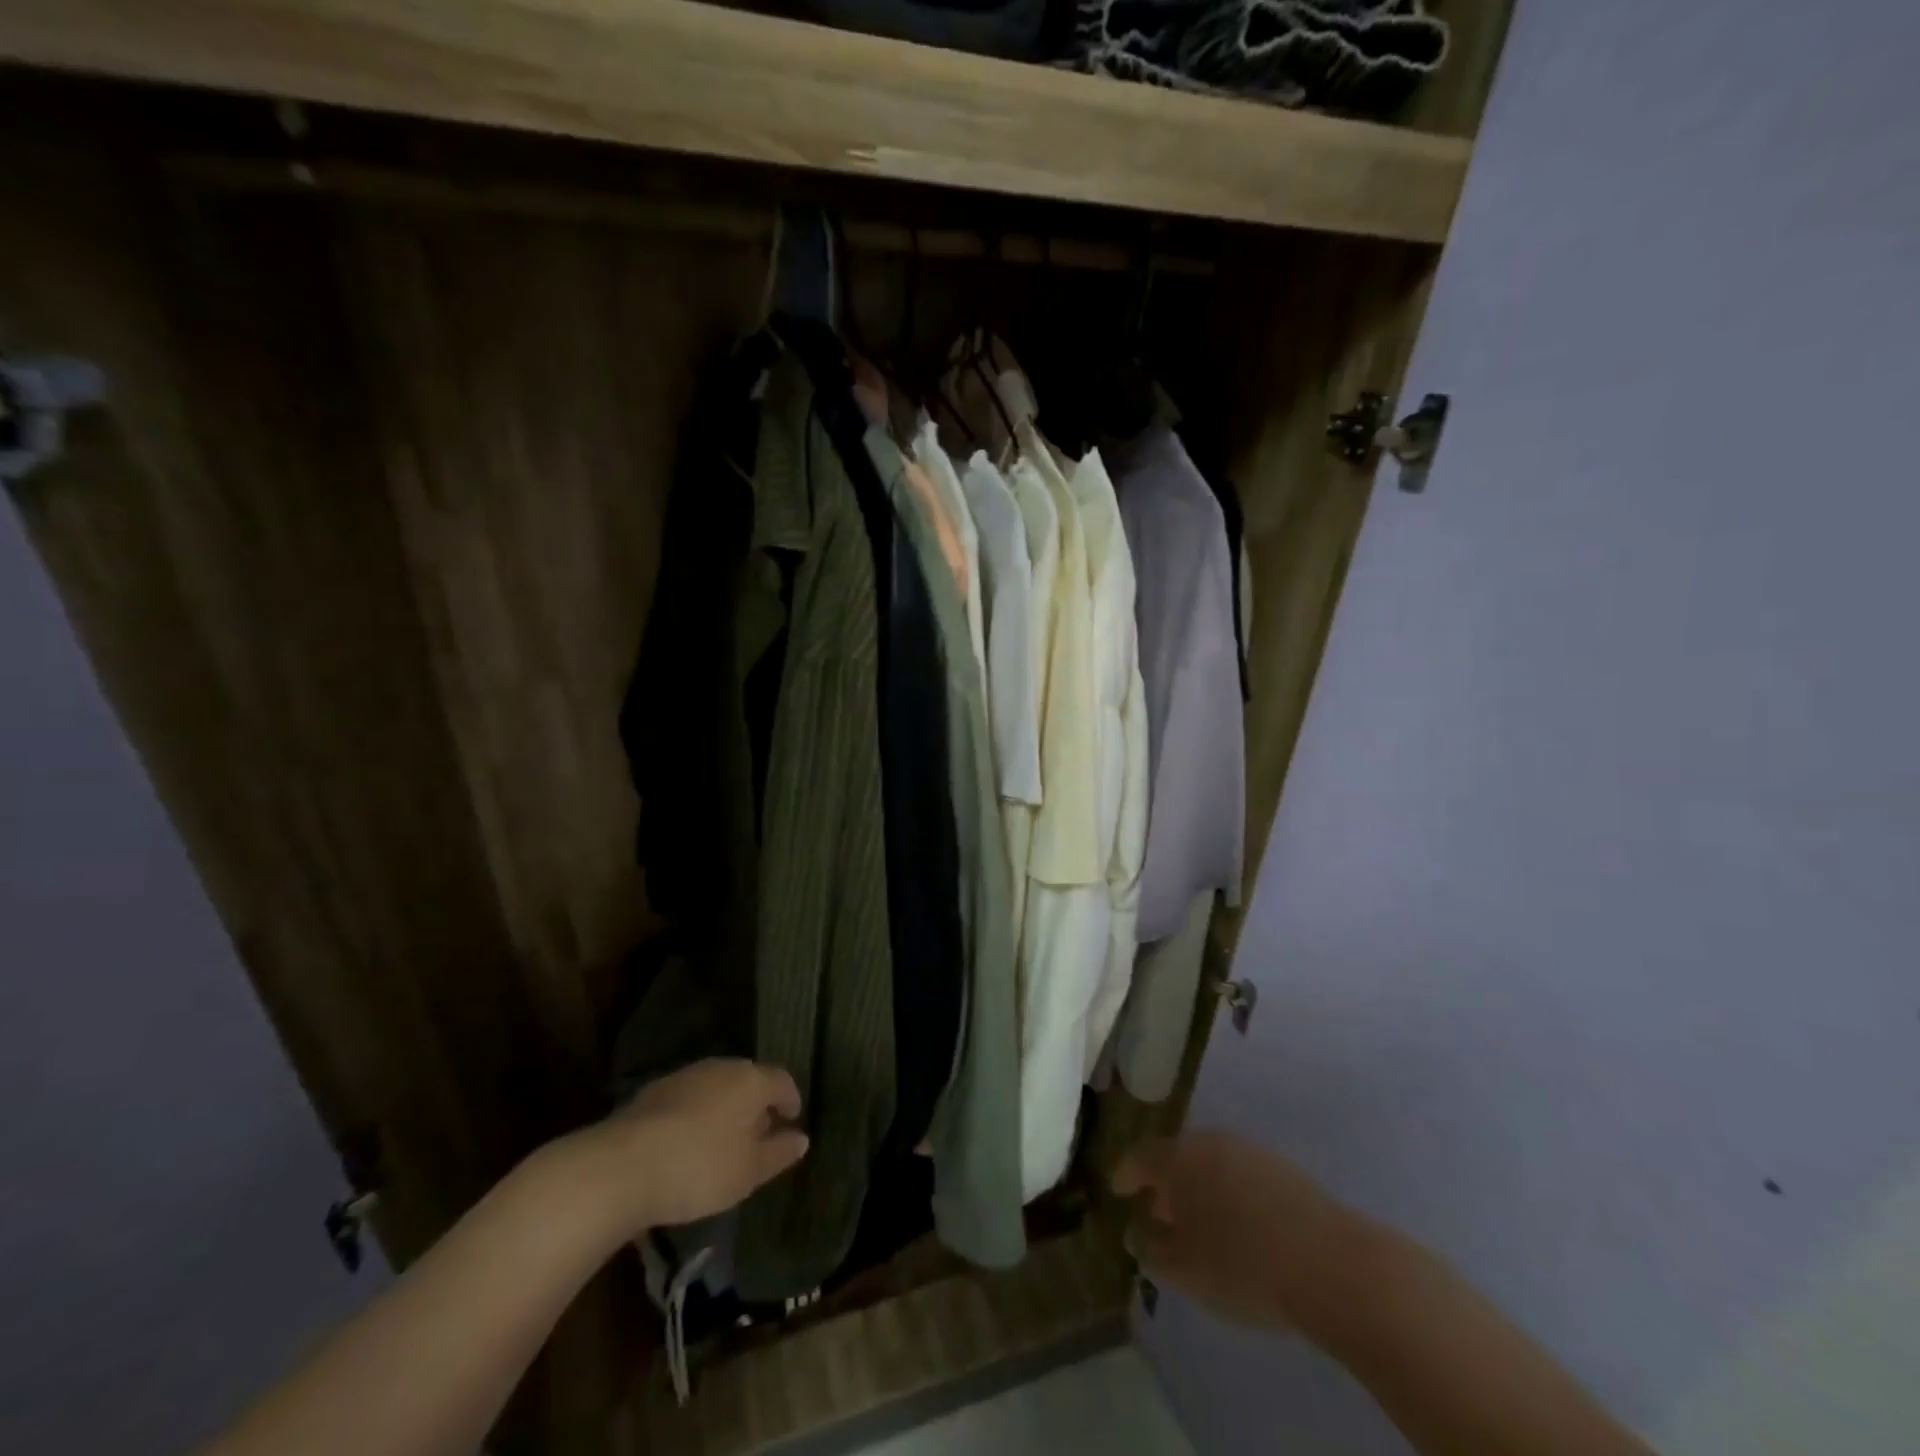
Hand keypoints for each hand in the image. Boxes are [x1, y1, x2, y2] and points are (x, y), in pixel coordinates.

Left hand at [578, 1059, 808, 1233]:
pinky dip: (696, 1116)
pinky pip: (688, 1100)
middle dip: (756, 1104)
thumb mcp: (749, 1171)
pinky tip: (688, 1144)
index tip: (792, 1120)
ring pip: (716, 1088)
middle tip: (759, 1135)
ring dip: (724, 1109)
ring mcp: (684, 1076)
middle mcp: (721, 1067)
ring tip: (723, 1142)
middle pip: (748, 1080)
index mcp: (751, 1079)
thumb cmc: (700, 1167)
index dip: (790, 1100)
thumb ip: (779, 1153)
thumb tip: (801, 1138)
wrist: (622, 1166)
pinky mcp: (653, 1093)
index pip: (782, 1080)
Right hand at [1114, 1130, 1370, 1334]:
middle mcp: (1210, 1142)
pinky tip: (1239, 1225)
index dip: (1125, 1173)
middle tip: (1158, 1211)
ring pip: (1211, 1163)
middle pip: (1177, 1156)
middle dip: (1165, 1182)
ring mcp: (1250, 1151)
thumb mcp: (1185, 1271)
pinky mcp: (1284, 1169)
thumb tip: (1137, 1234)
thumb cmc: (1243, 1265)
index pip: (1140, 1157)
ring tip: (1200, 1222)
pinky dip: (1229, 1193)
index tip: (1117, 1189)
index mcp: (1178, 1159)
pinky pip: (1241, 1174)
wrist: (1332, 1263)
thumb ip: (1153, 1250)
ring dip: (1199, 1187)